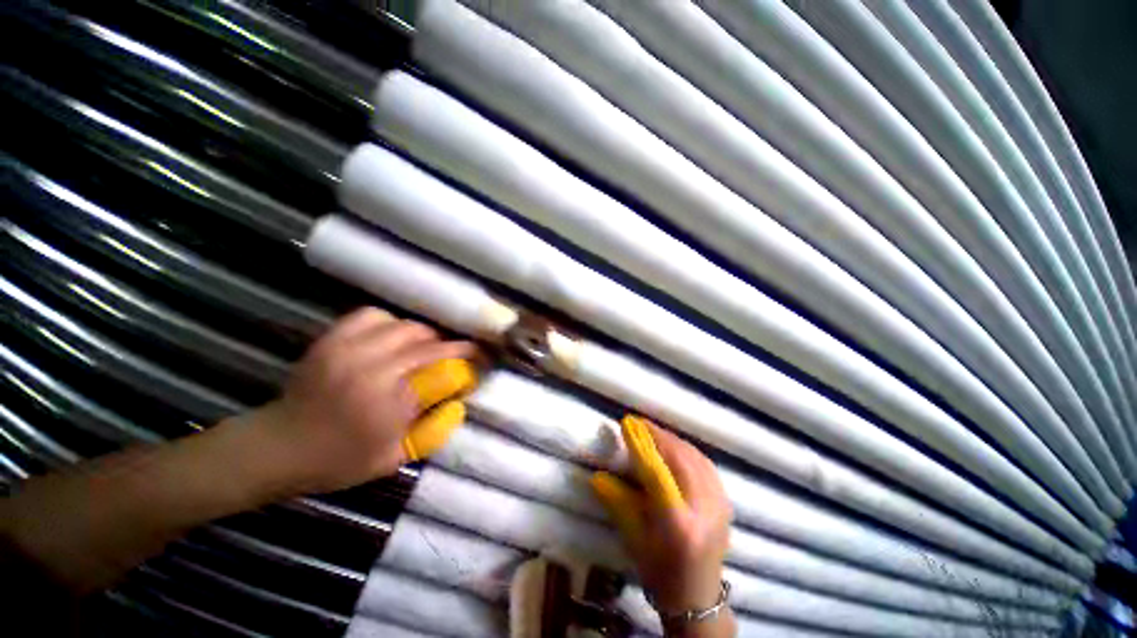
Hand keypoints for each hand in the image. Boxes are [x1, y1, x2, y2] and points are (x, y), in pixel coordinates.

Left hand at [245, 308, 477, 494]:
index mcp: (388, 404)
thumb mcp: (393, 460)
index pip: (443, 370)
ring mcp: (348, 350)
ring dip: (425, 336)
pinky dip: (392, 322)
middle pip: (428, 344)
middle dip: (452, 347)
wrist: (277, 448)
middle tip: (458, 355)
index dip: (467, 361)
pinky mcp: (332, 339)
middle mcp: (372, 369)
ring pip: (406, 326)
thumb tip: (459, 402)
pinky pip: (373, 315)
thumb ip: (433, 431)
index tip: (481, 360)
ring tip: (427, 348)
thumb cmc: (338, 461)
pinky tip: (394, 337)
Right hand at [591, 416, 732, 634]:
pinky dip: (689, 450)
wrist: (698, 598)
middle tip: (641, 423)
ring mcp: (720, 506)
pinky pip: (707, 465)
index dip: (642, 443)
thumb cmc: (659, 572)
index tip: (629, 424)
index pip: (658, 471)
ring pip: (696, 458)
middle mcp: (704, 511)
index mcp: (678, 524)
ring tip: (655, 431)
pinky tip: (677, 446)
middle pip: (681, 459)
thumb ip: (618, 502)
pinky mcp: (726, 503)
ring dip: (674, 440)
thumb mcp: (634, 538)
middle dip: (659, 436)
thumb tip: (598, 474)